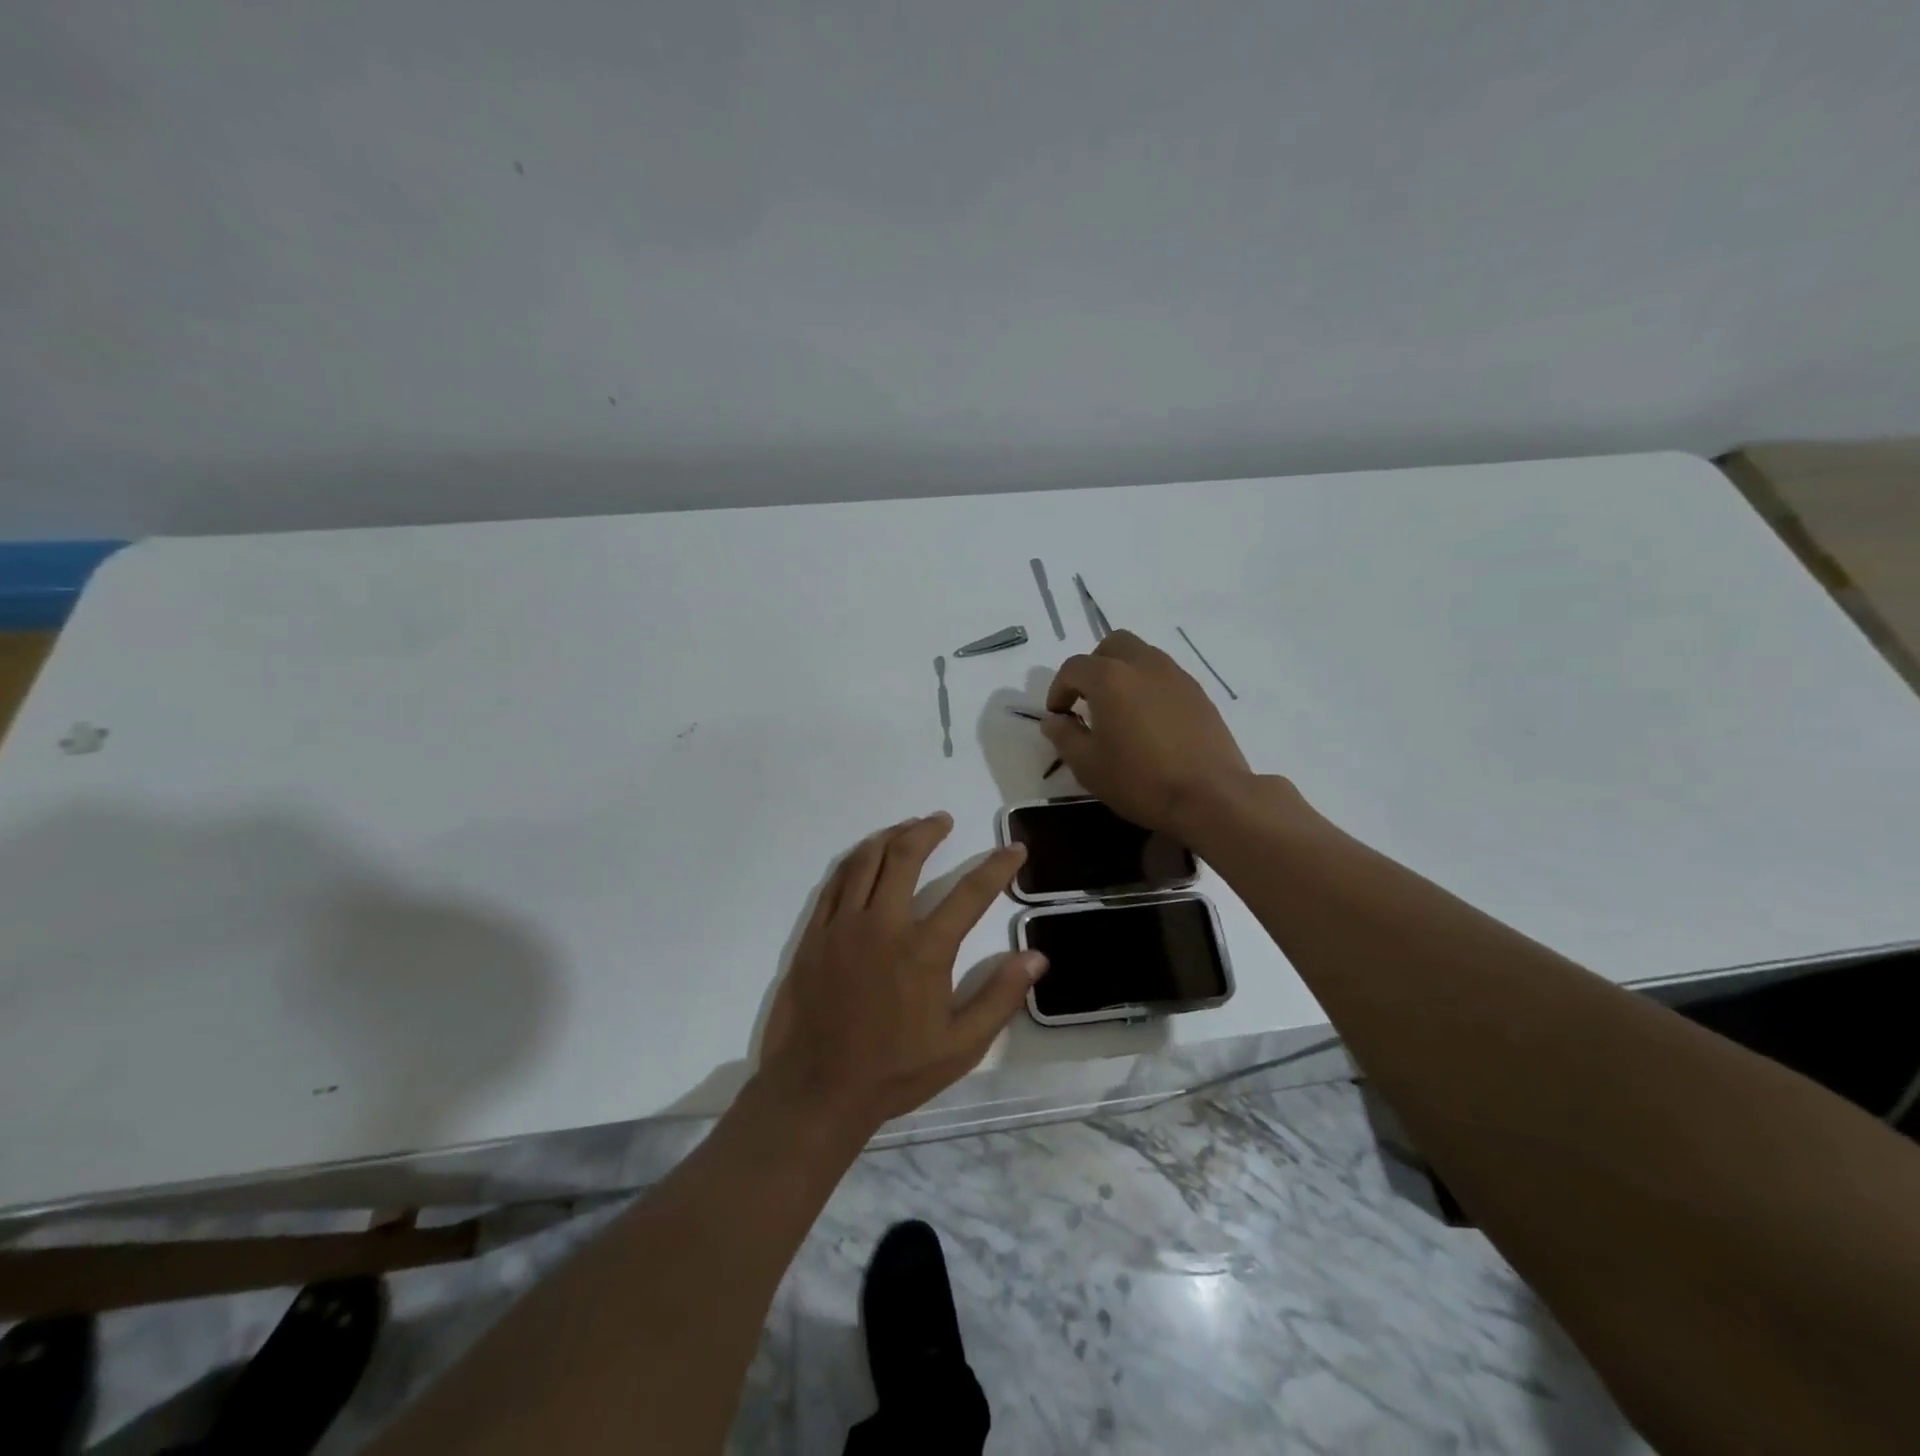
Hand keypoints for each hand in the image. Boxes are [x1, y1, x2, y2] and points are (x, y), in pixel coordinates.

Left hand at [756, 814, 1043, 1133]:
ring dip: (890, 836)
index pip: (970, 893)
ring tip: (908, 827)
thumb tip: (1036, 957)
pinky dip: (855, 861)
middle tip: (943, 820)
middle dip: (929, 830)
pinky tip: (865, 858)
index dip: (997, 867)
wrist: (817, 1090)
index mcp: (924, 950)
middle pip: (906, 856)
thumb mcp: (961, 1046)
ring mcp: (842, 925)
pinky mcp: (815, 934)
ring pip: (866, 860)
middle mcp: (883, 925)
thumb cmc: (895, 1071)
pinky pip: (835, 882)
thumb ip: (1000, 997)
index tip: (1014, 850)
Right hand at [1044, 630, 1255, 834]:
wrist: (1211, 796)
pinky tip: (1149, 722)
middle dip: (1094, 667)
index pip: (1074, 667)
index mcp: (1110, 678)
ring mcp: (1176, 676)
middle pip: (1112, 645)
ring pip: (1142, 656)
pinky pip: (1165, 676)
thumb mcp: (1088, 765)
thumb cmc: (1140, 781)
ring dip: (1124, 674)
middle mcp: (1144, 665)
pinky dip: (1149, 687)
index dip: (1059, 689)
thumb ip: (1064, 736)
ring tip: (1119, 710)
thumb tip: (1054, 720)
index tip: (1058, 715)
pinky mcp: (1199, 693)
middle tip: (1088, 700)